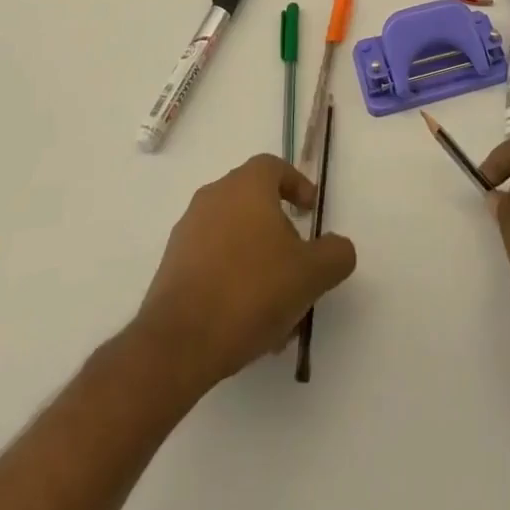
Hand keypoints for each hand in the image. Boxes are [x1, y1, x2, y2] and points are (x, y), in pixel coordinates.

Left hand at [133, 154, 356, 391]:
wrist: (179, 342)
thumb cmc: (251, 291)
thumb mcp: (311, 274)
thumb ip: (335, 254)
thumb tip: (339, 247)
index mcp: (246, 185)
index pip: (274, 167)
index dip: (296, 185)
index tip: (310, 212)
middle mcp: (214, 196)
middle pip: (254, 203)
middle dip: (279, 232)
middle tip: (298, 265)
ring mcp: (187, 231)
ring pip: (234, 237)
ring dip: (257, 262)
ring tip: (276, 308)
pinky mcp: (171, 266)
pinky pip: (212, 262)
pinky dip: (232, 279)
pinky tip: (246, 321)